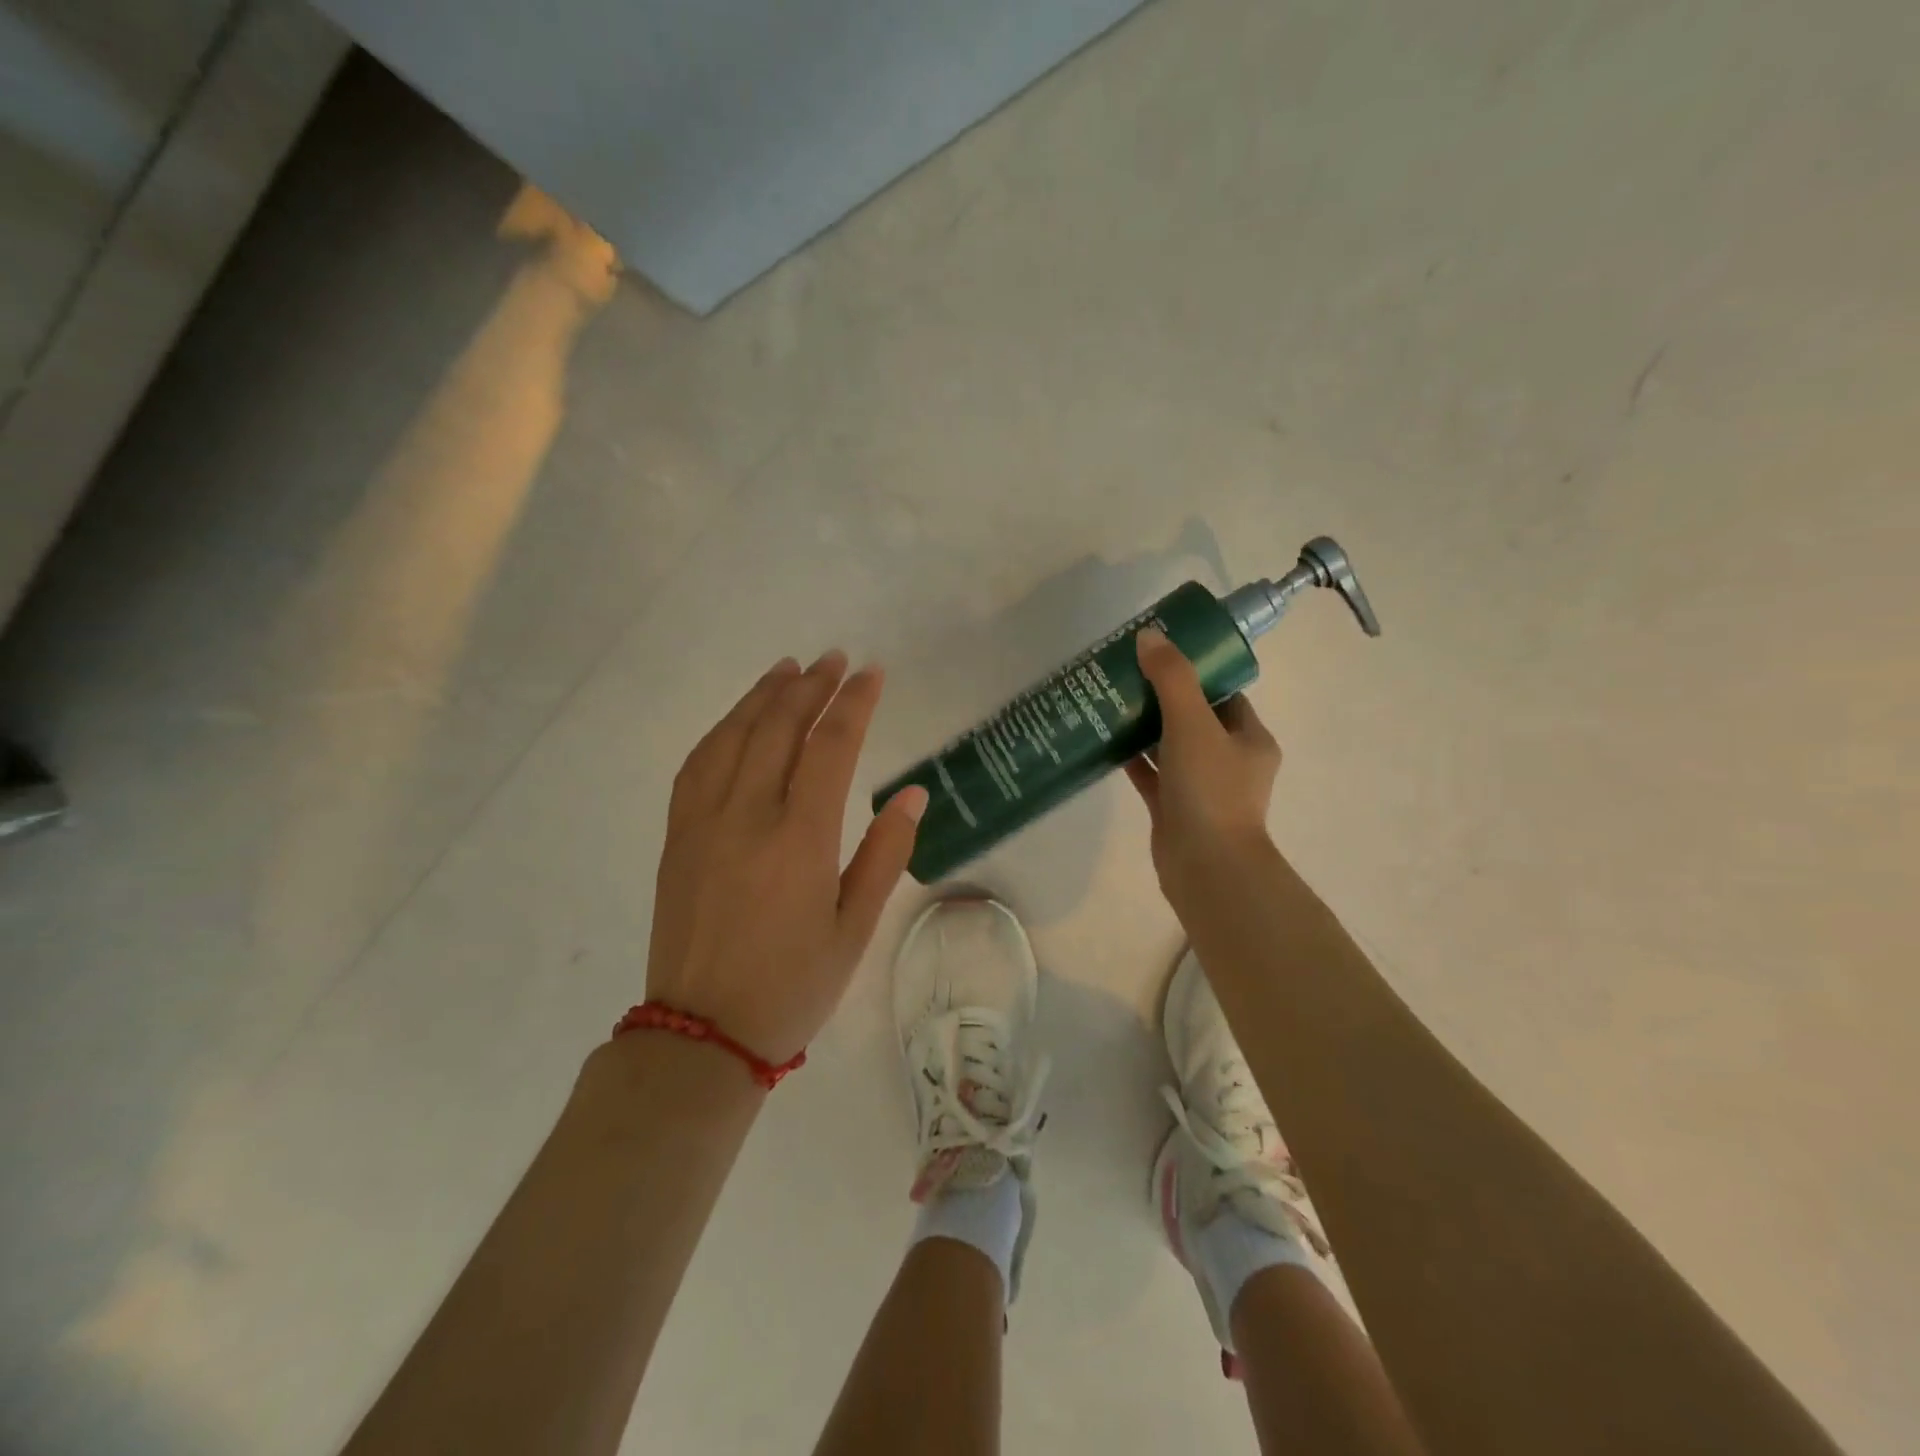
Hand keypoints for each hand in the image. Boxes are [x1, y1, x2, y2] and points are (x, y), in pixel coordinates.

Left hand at [645, 651, 928, 1064]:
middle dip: (810, 686)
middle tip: (834, 659)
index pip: (831, 747)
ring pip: (733, 736)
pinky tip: (738, 719)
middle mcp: (748, 815)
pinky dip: (723, 729)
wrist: (701, 1034)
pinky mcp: (678, 836)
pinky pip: (698, 764)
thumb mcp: (855, 929)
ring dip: (763, 696)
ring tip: (788, 668)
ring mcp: (704, 822)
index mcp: (800, 838)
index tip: (872, 673)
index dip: (854, 703)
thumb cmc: (793, 986)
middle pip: (779, 727)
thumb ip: (885, 855)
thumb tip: (913, 794)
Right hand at [1124, 626, 1282, 891]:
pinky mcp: (1173, 808)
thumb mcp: (1193, 724)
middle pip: (1194, 718)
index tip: (1163, 656)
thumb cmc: (1210, 790)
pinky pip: (1151, 775)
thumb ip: (1172, 678)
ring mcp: (1201, 787)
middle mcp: (1229, 761)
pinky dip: (1132, 758)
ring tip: (1110, 699)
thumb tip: (1150, 636)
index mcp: (1250, 739)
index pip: (1225, 695)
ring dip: (1144, 726)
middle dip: (1163, 697)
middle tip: (1128, 674)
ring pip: (1170, 747)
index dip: (1197, 673)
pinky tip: (1104, 739)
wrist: (1205, 866)